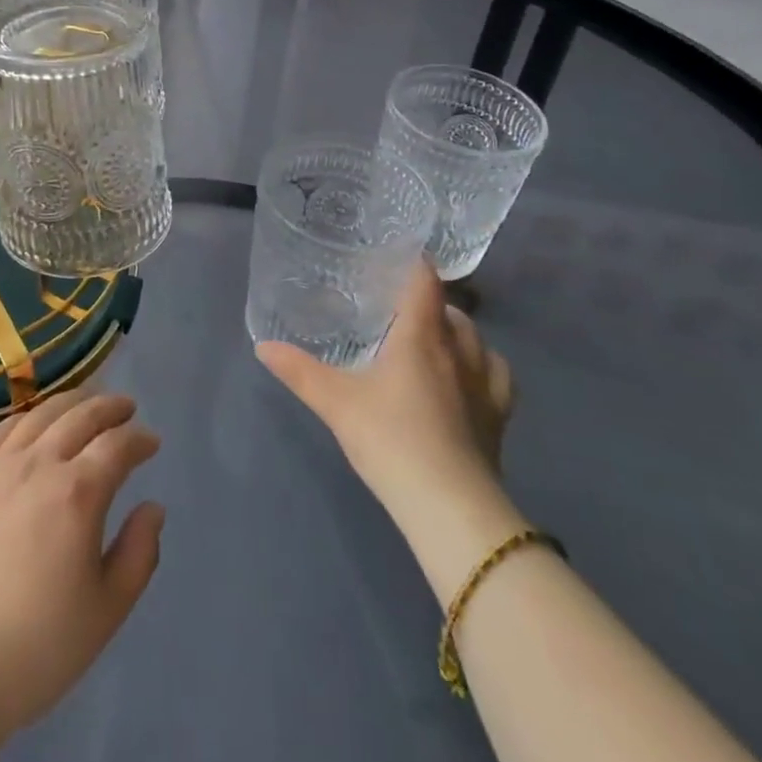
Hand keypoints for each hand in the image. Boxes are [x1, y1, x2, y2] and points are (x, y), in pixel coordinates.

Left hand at [0, 391, 164, 750]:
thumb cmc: (36, 649)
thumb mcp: (106, 612)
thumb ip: (138, 553)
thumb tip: (152, 507)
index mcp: (77, 493)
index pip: (117, 445)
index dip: (139, 439)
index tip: (152, 442)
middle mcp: (38, 465)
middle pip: (80, 416)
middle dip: (109, 407)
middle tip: (126, 407)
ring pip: (39, 415)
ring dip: (70, 402)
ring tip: (85, 403)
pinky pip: (0, 432)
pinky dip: (26, 418)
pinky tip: (33, 423)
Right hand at [257, 263, 522, 595]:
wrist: (449, 506)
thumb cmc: (390, 438)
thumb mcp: (335, 403)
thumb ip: (299, 371)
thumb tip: (263, 346)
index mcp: (420, 337)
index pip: (425, 283)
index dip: (415, 264)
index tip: (398, 255)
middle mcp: (457, 351)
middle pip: (452, 310)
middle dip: (431, 303)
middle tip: (401, 308)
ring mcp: (483, 385)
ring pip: (479, 340)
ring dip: (458, 331)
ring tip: (436, 338)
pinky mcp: (498, 417)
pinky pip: (498, 376)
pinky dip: (485, 365)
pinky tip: (470, 377)